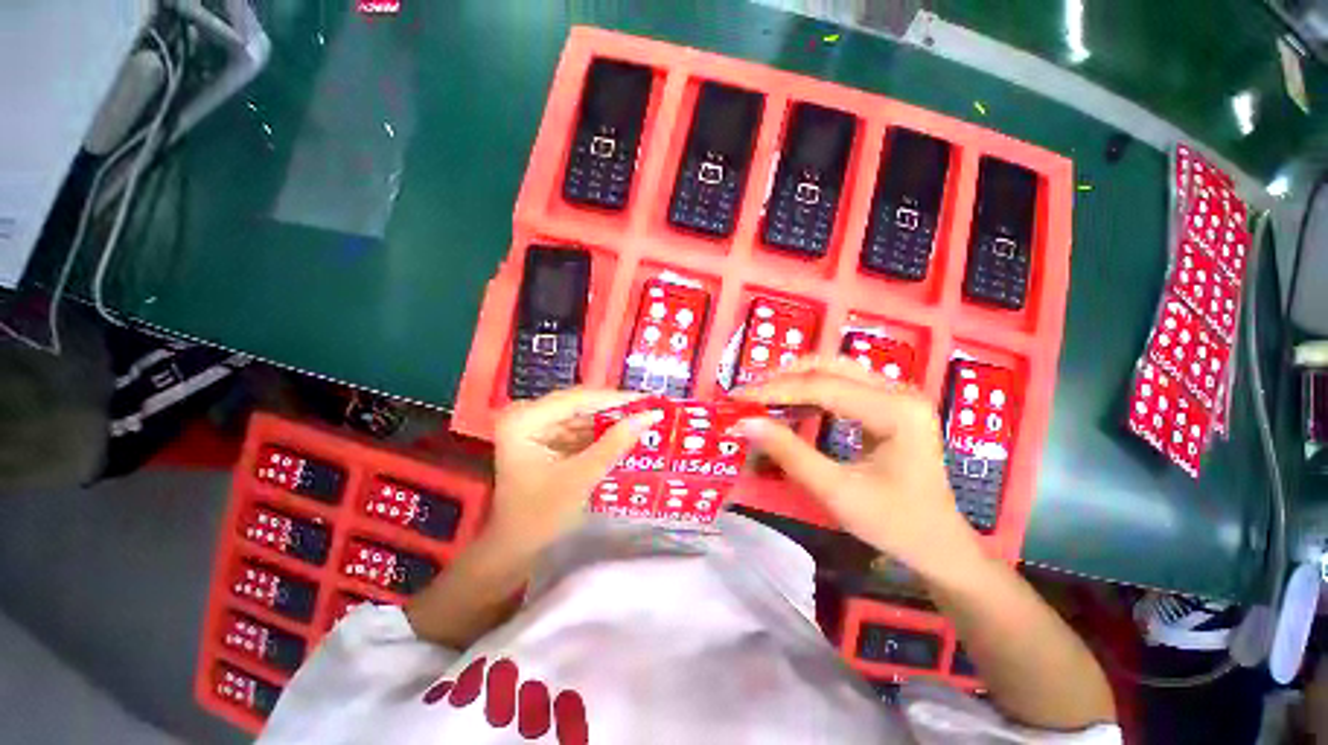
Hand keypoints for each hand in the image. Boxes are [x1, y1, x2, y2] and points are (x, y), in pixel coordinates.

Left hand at [486, 388, 658, 556]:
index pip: (577, 399)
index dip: (616, 399)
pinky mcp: (543, 437)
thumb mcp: (581, 478)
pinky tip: (624, 435)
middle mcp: (526, 414)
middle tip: (650, 410)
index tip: (650, 400)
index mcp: (524, 420)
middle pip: (579, 405)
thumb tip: (649, 416)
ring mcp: (533, 425)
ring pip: (581, 415)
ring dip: (610, 421)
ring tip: (643, 421)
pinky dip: (600, 433)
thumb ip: (614, 444)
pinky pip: (577, 428)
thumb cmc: (540, 517)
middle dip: (615, 410)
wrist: (515, 549)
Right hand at [735, 357, 980, 577]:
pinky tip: (791, 405)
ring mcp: (896, 394)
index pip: (822, 386)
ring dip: (795, 380)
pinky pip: (842, 385)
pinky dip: (810, 390)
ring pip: (834, 370)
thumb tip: (746, 423)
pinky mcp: (889, 404)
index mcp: (896, 411)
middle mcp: (899, 391)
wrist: (939, 544)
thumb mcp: (837, 492)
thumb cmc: (894, 524)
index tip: (738, 397)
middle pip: (829, 367)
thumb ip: (789, 453)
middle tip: (749, 394)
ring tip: (763, 396)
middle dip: (783, 378)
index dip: (775, 390)